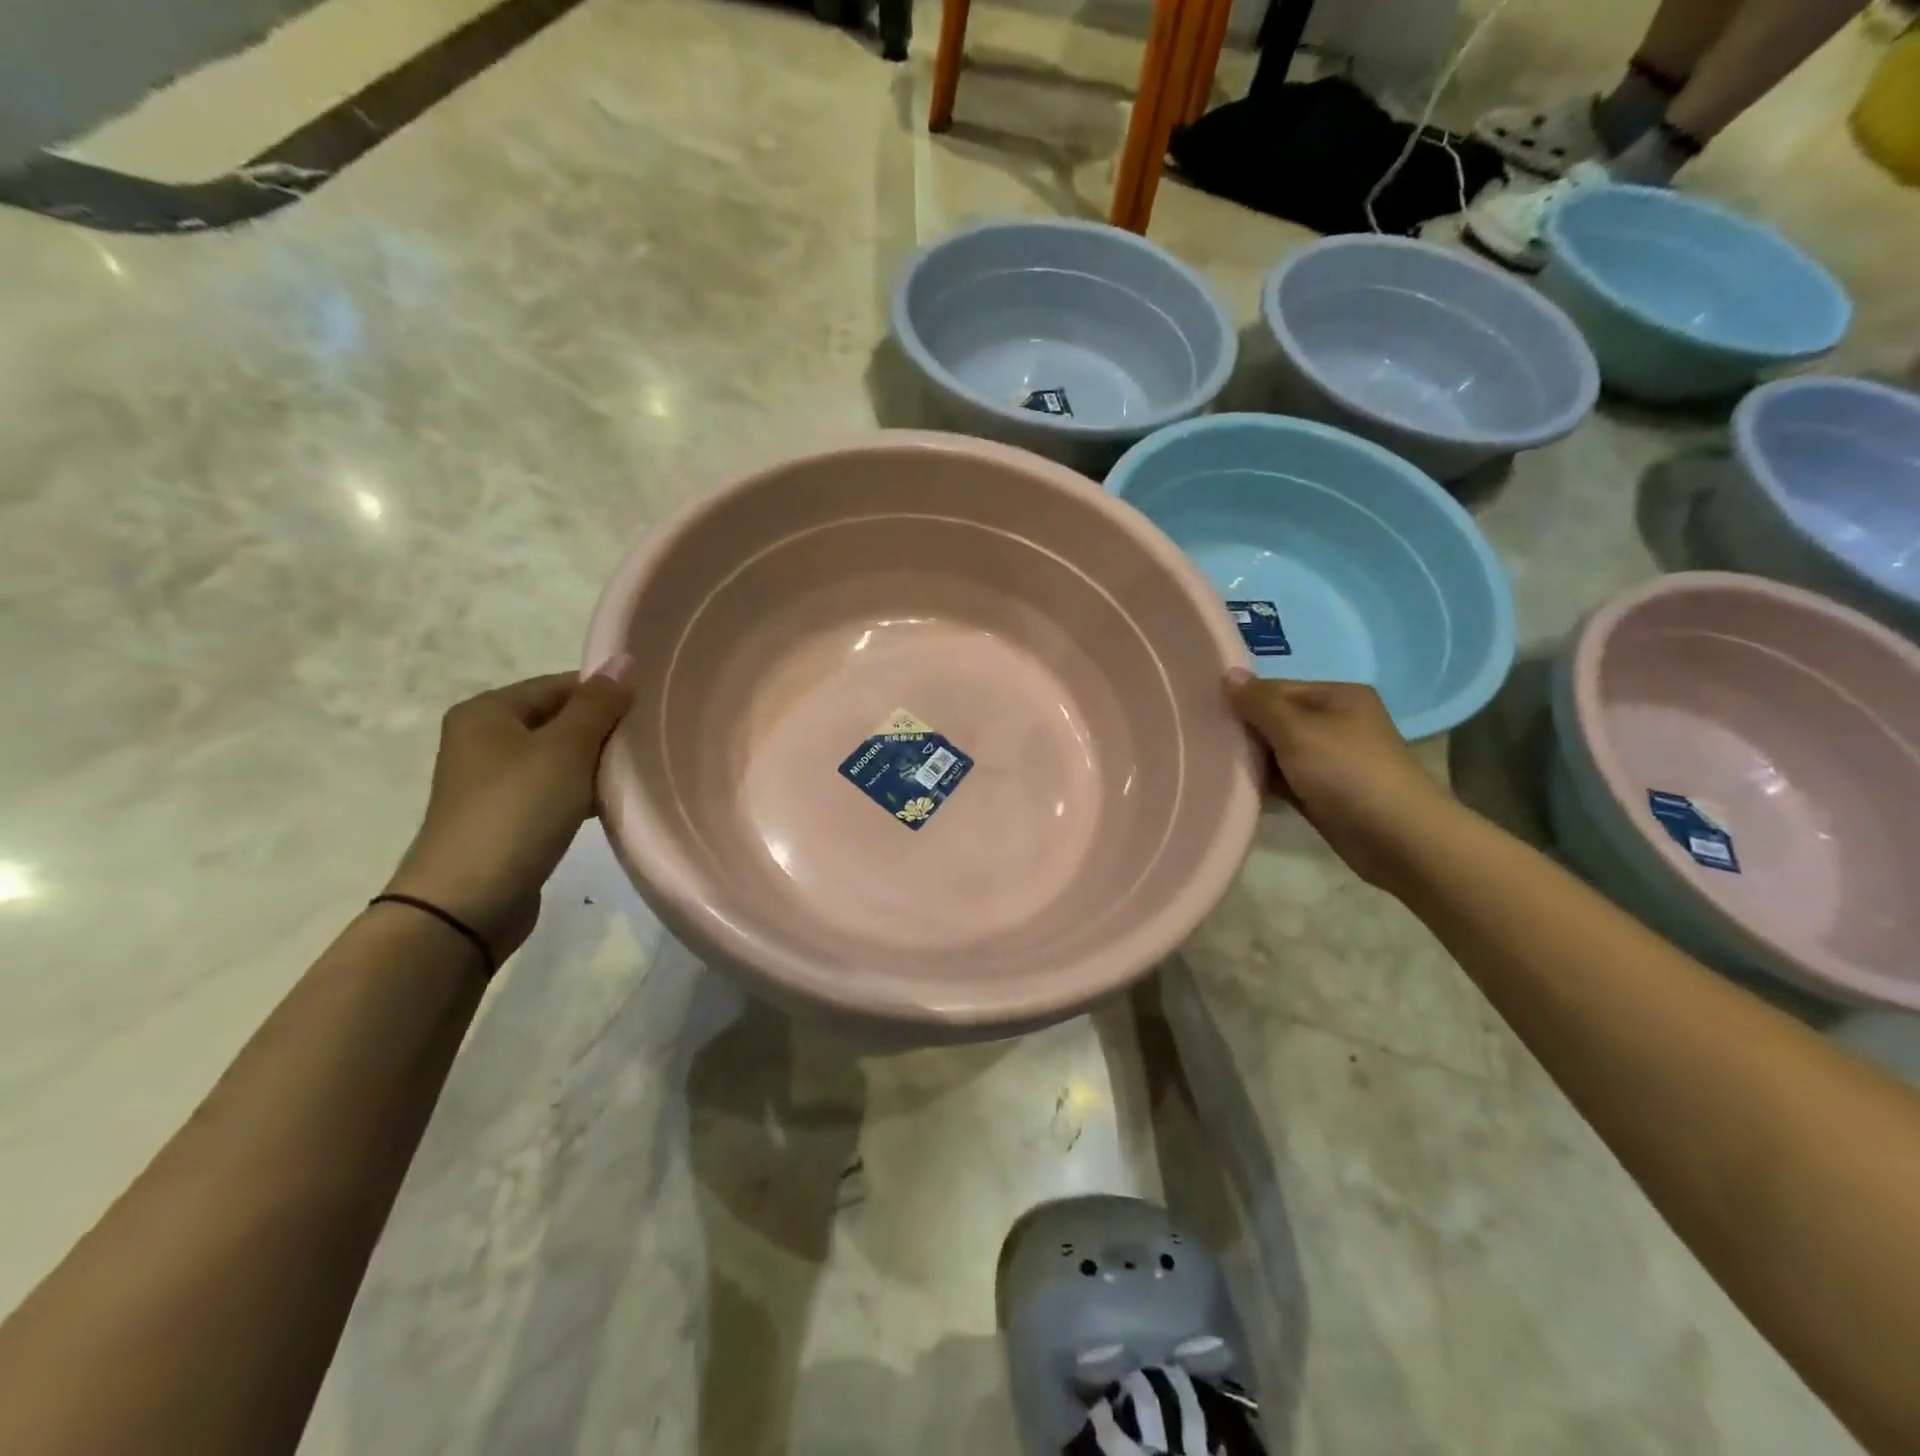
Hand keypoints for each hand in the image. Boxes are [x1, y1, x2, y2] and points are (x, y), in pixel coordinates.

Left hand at [384, 660, 634, 957]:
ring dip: (596, 764)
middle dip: (604, 731)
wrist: (468, 901)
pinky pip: (553, 791)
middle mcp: (483, 739)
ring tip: (637, 774)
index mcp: (488, 711)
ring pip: (559, 758)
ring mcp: (492, 782)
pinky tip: (611, 805)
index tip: (649, 713)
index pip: (560, 685)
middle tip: (648, 744)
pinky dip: (582, 793)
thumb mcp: (565, 750)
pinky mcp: (506, 818)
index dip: (606, 695)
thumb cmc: (518, 810)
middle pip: (560, 720)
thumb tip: (624, 660)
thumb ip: (598, 705)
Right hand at [1226, 670, 1457, 889]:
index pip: (1276, 688)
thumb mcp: (1298, 730)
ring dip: (1250, 758)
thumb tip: (1227, 674)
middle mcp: (1335, 722)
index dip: (1242, 701)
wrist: (1398, 838)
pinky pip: (1283, 778)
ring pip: (1277, 751)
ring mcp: (1331, 759)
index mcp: (1337, 696)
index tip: (1203, 717)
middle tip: (1201, 741)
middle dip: (1243, 731)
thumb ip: (1259, 703)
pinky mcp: (1323, 792)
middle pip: (1275, 719)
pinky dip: (1262, 782)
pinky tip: (1233, 787)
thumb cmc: (1348, 772)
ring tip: (1209, 764)